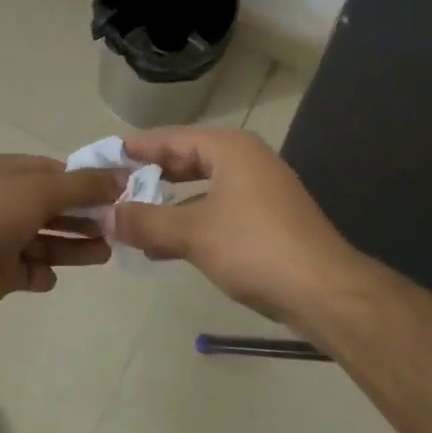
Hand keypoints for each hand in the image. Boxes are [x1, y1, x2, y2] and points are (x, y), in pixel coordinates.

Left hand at [0, 155, 125, 322]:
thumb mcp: (40, 189)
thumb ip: (82, 185)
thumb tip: (121, 176)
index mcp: (5, 172)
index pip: (51, 171)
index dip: (83, 180)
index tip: (116, 192)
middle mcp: (1, 201)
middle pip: (51, 206)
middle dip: (83, 215)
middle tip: (117, 226)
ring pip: (45, 239)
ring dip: (73, 246)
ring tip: (105, 253)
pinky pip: (28, 270)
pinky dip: (42, 273)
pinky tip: (52, 276)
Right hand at [112, 127, 349, 323]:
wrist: (327, 294)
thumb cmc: (255, 248)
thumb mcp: (191, 233)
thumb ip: (145, 222)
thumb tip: (106, 216)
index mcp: (229, 149)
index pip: (171, 138)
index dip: (136, 148)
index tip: (104, 156)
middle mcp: (246, 161)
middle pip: (186, 159)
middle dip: (150, 175)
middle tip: (113, 186)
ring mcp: (261, 191)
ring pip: (201, 188)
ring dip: (168, 202)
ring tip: (132, 216)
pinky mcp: (268, 221)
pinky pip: (216, 210)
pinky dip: (190, 220)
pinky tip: (165, 244)